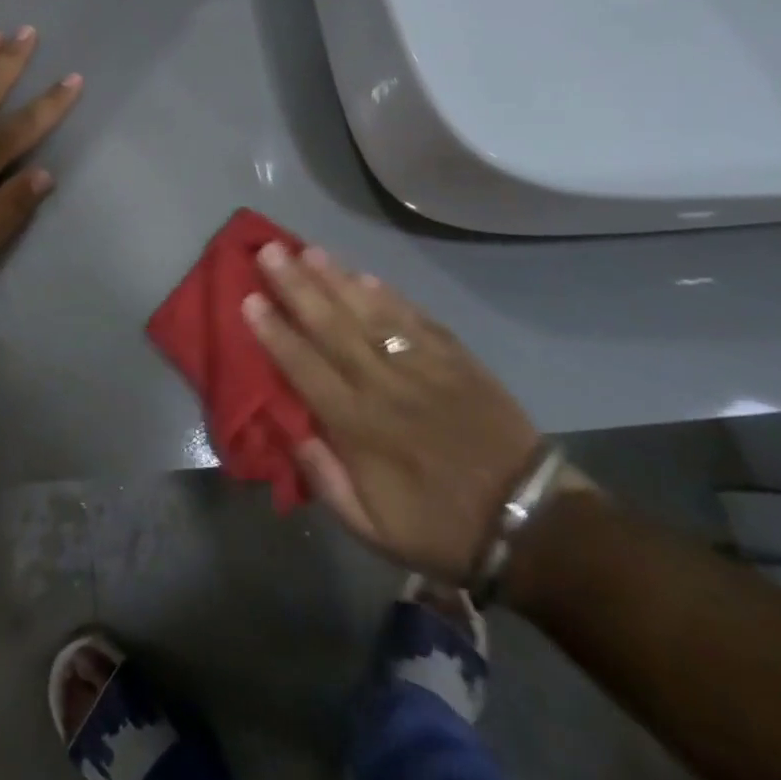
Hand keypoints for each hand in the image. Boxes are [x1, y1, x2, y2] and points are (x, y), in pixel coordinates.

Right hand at [242, 244, 542, 582]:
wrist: (531, 524)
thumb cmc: (440, 528)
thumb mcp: (371, 528)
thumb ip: (325, 479)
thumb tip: (290, 430)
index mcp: (358, 427)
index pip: (305, 367)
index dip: (275, 332)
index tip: (249, 299)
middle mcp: (384, 386)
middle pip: (331, 327)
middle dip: (296, 286)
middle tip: (269, 251)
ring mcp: (423, 368)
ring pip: (370, 314)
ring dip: (336, 279)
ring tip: (307, 250)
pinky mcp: (457, 360)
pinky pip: (415, 319)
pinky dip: (388, 295)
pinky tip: (365, 275)